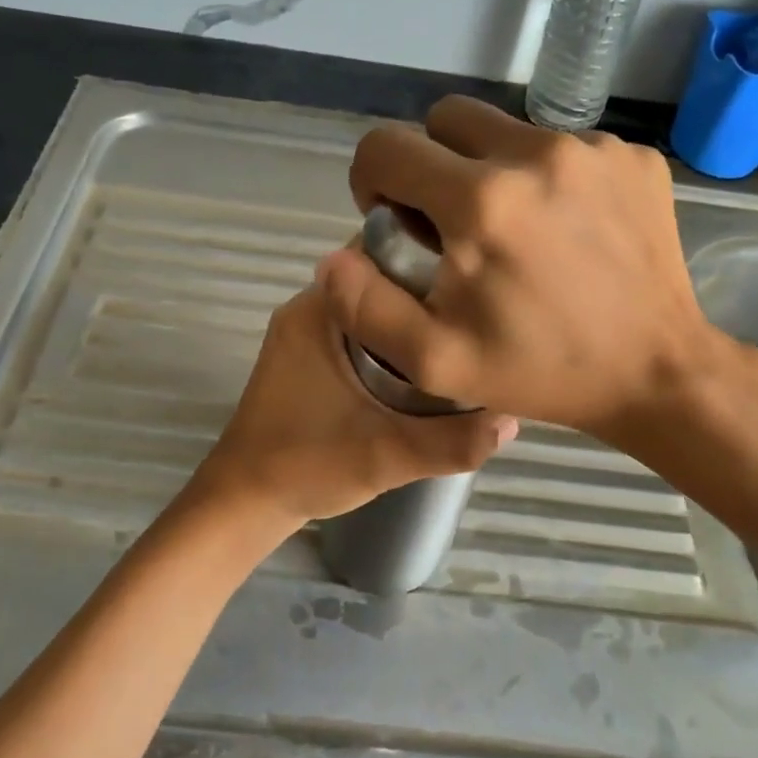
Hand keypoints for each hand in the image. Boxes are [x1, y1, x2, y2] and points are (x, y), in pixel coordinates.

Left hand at [194, 282, 517, 530]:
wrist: (245, 503)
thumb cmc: (305, 466)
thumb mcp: (387, 455)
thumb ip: (451, 442)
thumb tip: (513, 421)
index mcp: (317, 311)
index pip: (379, 254)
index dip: (430, 260)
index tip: (474, 280)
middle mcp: (307, 310)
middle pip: (378, 281)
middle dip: (427, 293)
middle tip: (477, 312)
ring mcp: (304, 334)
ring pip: (370, 308)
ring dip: (409, 319)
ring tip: (461, 334)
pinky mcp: (306, 358)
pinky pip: (358, 331)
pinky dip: (390, 340)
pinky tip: (426, 363)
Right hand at [317, 96, 745, 443]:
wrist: (656, 371)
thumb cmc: (542, 371)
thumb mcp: (437, 361)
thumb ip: (366, 307)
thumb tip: (333, 258)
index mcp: (480, 201)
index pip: (386, 146)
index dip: (372, 180)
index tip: (394, 220)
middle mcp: (536, 154)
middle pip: (445, 118)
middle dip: (430, 163)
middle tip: (450, 220)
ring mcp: (593, 148)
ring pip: (507, 129)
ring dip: (491, 168)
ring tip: (516, 229)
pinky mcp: (633, 156)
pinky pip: (564, 145)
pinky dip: (547, 177)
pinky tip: (567, 229)